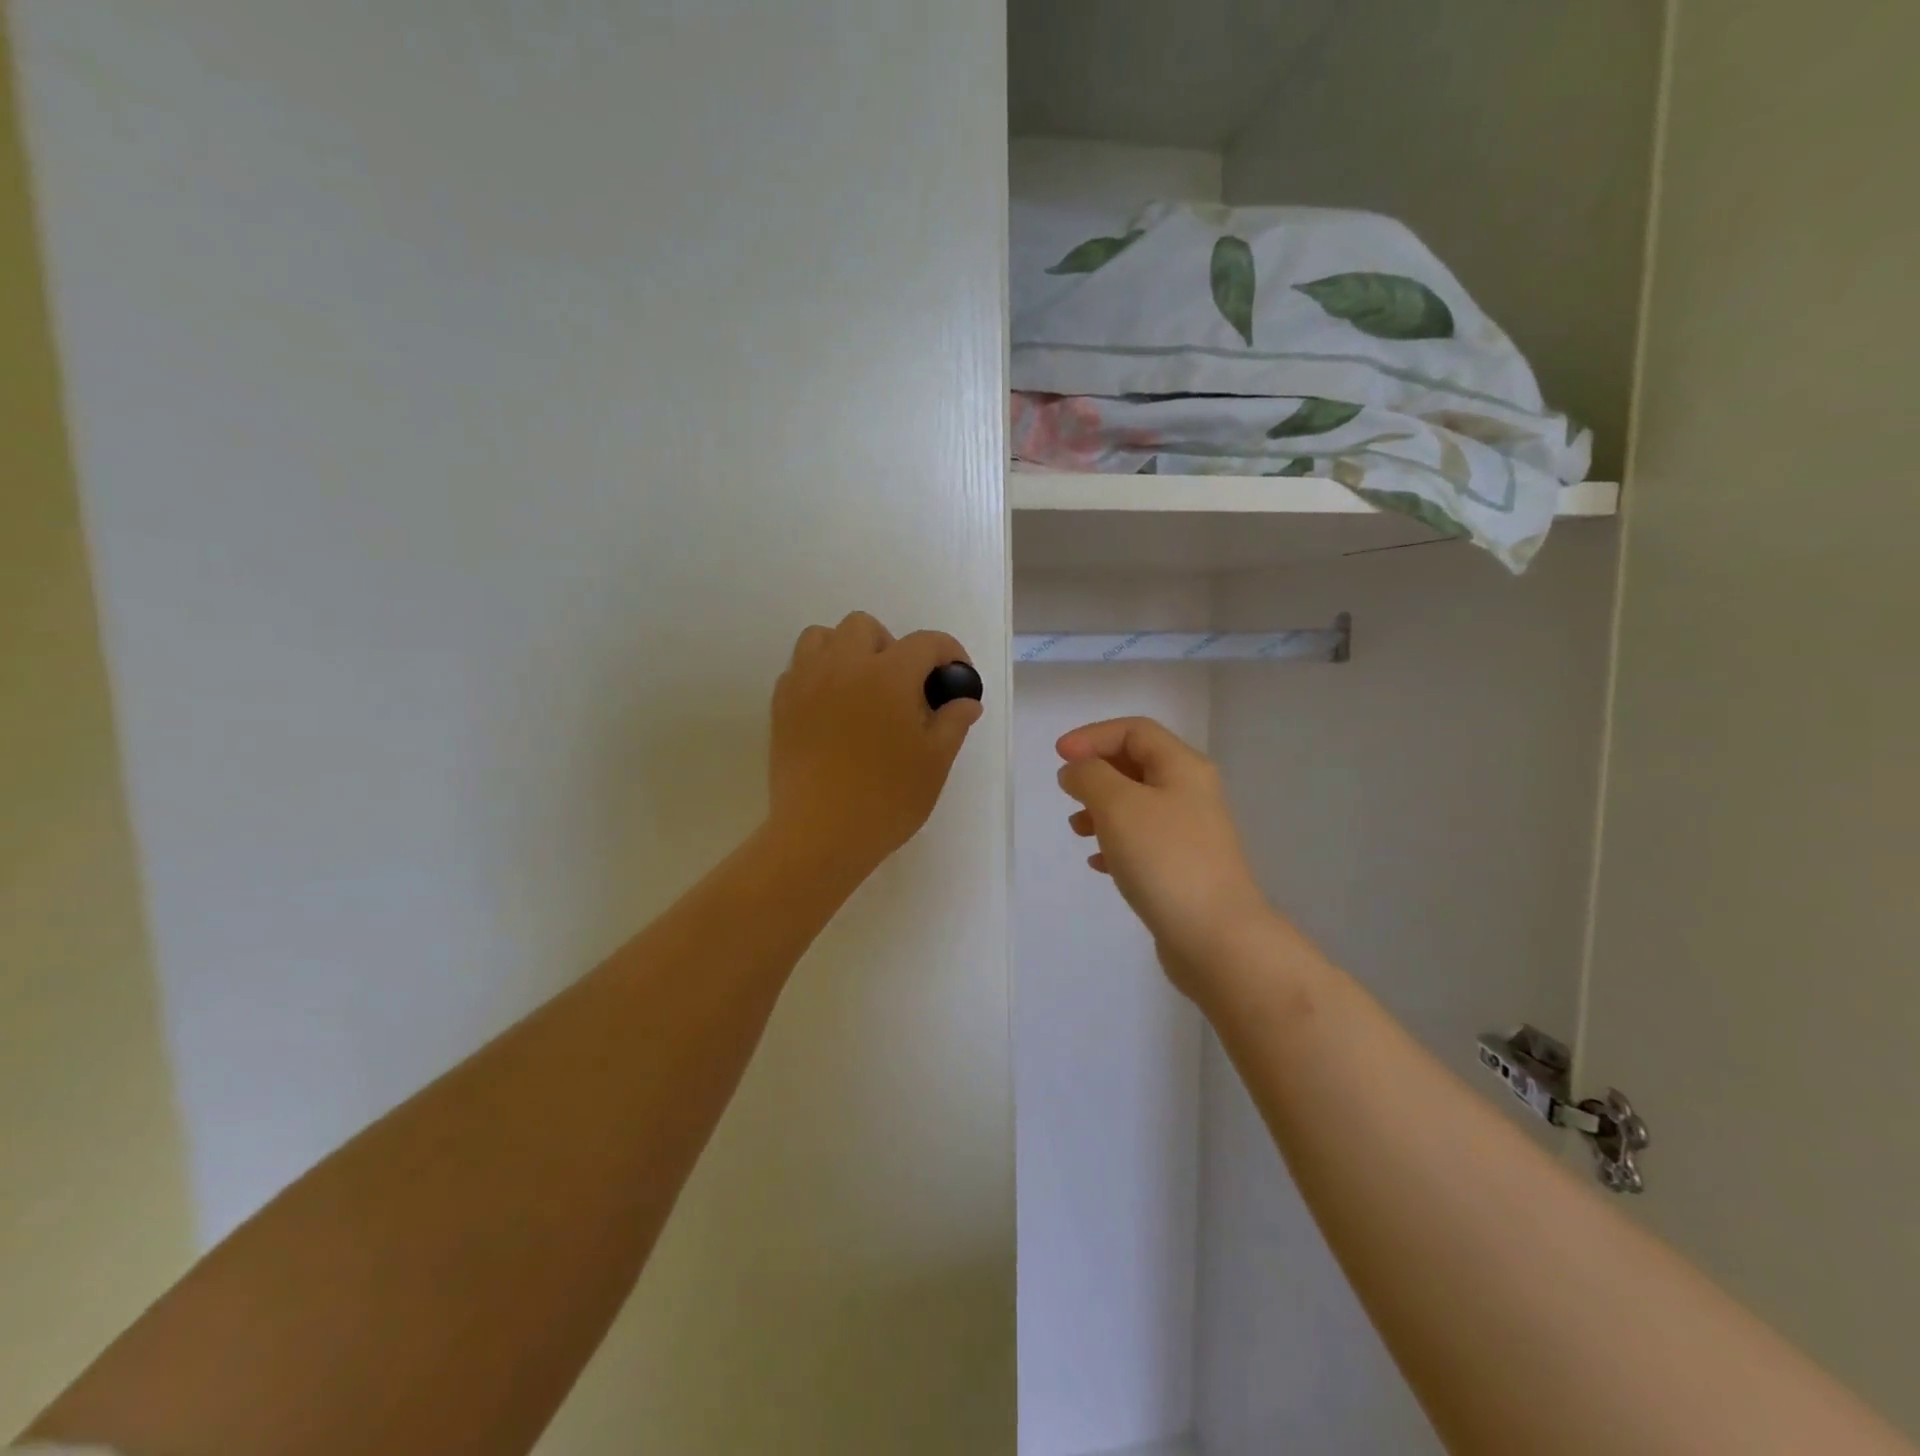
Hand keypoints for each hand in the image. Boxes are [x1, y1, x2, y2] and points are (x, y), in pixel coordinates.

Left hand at [768, 611, 982, 878]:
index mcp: (889, 675)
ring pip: (822, 637)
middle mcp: (844, 665)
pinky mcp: (782, 705)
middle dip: (891, 646)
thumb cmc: (887, 798)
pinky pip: (799, 668)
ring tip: (861, 687)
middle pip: (866, 627)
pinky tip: (832, 709)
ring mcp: (806, 682)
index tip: (956, 676)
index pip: (926, 643)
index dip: (949, 653)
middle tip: (903, 686)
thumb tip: (966, 701)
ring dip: (847, 651)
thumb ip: (954, 722)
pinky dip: (819, 674)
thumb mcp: (934, 762)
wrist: (820, 834)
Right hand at [1057, 717, 1274, 998]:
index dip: (1093, 736)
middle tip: (1067, 792)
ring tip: (1077, 830)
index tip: (1058, 757)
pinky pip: (1142, 842)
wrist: (1216, 939)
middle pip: (1137, 765)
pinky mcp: (1183, 868)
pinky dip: (1115, 843)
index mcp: (1182, 767)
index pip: (1134, 731)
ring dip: (1101, 809)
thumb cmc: (1165, 860)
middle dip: (1096, 772)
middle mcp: (1191, 793)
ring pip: (1136, 805)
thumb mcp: (1118, 805)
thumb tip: (1077, 771)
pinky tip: (1098, 864)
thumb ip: (1090, 776)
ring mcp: (1190, 833)